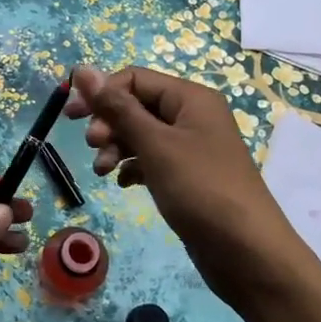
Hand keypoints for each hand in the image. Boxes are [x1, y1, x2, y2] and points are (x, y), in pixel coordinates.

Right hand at [67, 65, 306, 309]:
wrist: (247, 252)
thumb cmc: (200, 189)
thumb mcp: (154, 144)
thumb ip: (117, 107)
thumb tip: (81, 69)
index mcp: (190, 98)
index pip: (134, 78)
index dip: (102, 93)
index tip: (72, 118)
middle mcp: (192, 116)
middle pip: (136, 105)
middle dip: (109, 123)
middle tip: (93, 147)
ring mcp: (191, 148)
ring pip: (141, 134)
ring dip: (116, 147)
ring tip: (103, 171)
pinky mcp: (187, 176)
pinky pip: (151, 160)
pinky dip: (132, 167)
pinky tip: (123, 183)